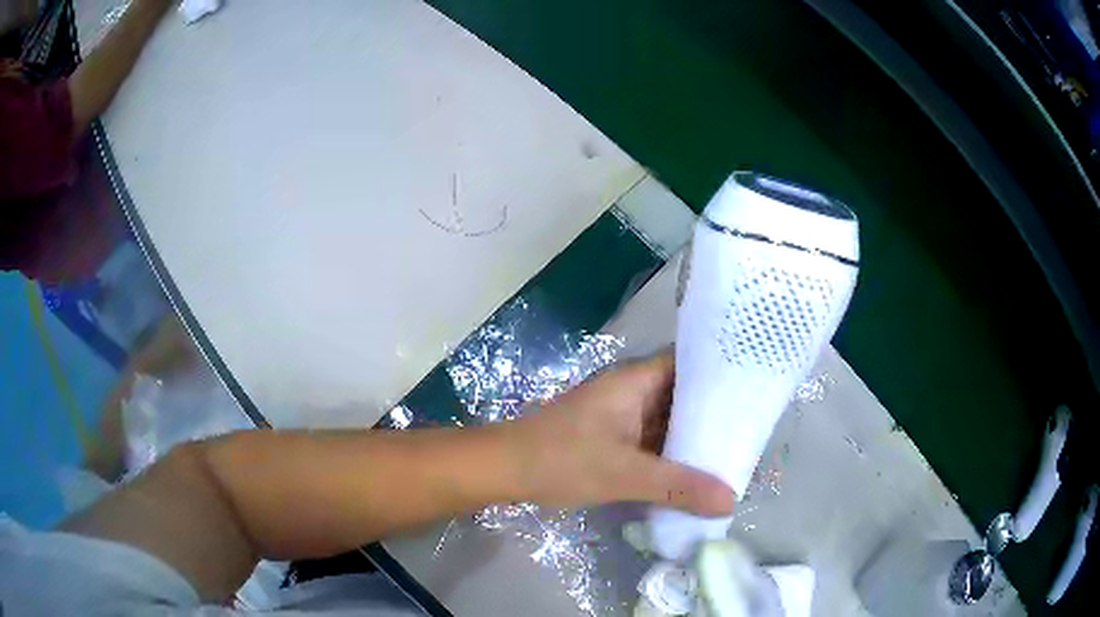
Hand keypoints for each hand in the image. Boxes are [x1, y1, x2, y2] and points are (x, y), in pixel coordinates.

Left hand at [508, 351, 735, 515]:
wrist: (503, 469)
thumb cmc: (561, 459)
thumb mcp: (624, 474)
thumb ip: (678, 486)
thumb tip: (730, 499)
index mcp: (636, 380)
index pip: (690, 362)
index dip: (722, 373)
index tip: (753, 391)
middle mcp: (631, 390)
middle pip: (682, 394)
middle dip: (713, 413)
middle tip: (751, 429)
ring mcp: (620, 415)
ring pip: (667, 420)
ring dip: (692, 436)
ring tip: (733, 451)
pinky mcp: (611, 437)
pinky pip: (651, 440)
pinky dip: (671, 453)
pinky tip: (694, 470)